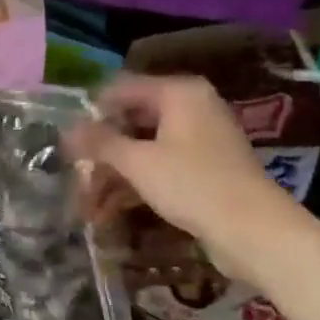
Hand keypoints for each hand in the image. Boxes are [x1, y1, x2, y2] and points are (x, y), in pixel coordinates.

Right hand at [71, 74, 293, 287]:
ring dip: (114, 175)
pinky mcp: (203, 170)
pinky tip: (109, 212)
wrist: (253, 230)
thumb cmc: (193, 185)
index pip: (122, 89)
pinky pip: (160, 168)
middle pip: (132, 121)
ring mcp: (199, 140)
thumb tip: (67, 128)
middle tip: (74, 177)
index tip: (66, 141)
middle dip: (101, 152)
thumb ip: (101, 142)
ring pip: (143, 149)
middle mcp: (191, 108)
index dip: (91, 113)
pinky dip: (135, 185)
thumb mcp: (139, 163)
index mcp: (179, 93)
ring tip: (87, 206)